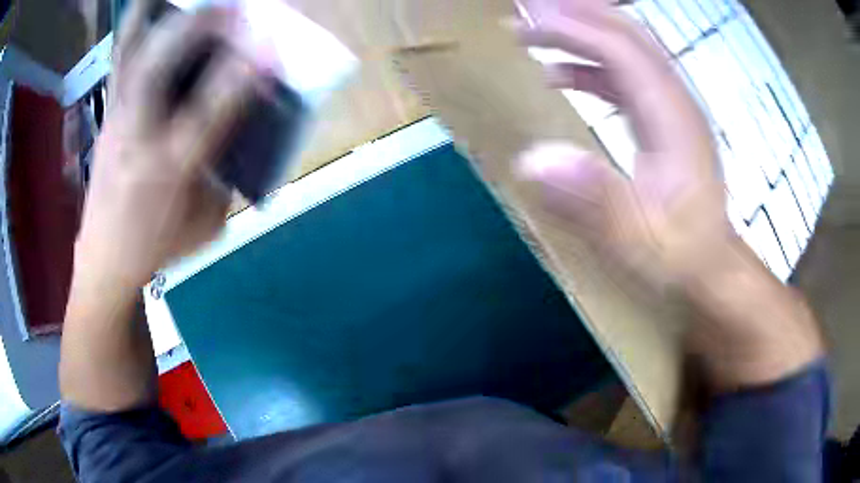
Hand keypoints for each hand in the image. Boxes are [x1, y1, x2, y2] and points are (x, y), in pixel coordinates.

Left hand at [74, 1, 256, 290]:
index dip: (240, 77)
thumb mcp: (205, 221)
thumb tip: (244, 123)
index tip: (270, 47)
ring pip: (131, 52)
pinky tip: (152, 7)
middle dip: (198, 27)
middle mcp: (137, 136)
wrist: (106, 257)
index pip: (208, 114)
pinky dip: (137, 23)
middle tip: (233, 7)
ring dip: (157, 12)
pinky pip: (121, 55)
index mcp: (169, 171)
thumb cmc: (158, 243)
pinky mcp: (108, 109)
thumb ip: (227, 170)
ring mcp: (117, 116)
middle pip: (159, 67)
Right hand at [514, 0, 822, 389]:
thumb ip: (594, 200)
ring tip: (533, 32)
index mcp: (672, 118)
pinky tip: (560, 74)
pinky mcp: (663, 119)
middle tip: (524, 10)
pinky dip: (589, 63)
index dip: (572, 28)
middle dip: (575, 14)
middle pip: (627, 32)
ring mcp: (670, 107)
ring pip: (626, 47)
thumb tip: (533, 159)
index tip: (524, 21)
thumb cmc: (679, 255)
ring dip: (579, 31)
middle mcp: (674, 100)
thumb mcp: (637, 240)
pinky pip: (624, 74)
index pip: (620, 49)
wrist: (711, 266)